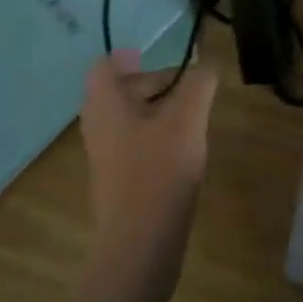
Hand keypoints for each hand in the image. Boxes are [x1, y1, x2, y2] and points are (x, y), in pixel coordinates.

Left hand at [79, 50, 216, 247]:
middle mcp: (97, 126)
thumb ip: (198, 85)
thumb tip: (205, 67)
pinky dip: (155, 136)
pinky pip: (133, 143)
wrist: (140, 245)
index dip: (128, 57)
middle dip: (152, 82)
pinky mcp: (117, 180)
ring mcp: (105, 156)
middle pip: (119, 90)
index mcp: (105, 104)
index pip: (103, 65)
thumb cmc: (159, 172)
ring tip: (192, 117)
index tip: (156, 58)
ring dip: (158, 110)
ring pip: (128, 118)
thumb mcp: (187, 120)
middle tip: (187, 86)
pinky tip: (183, 150)